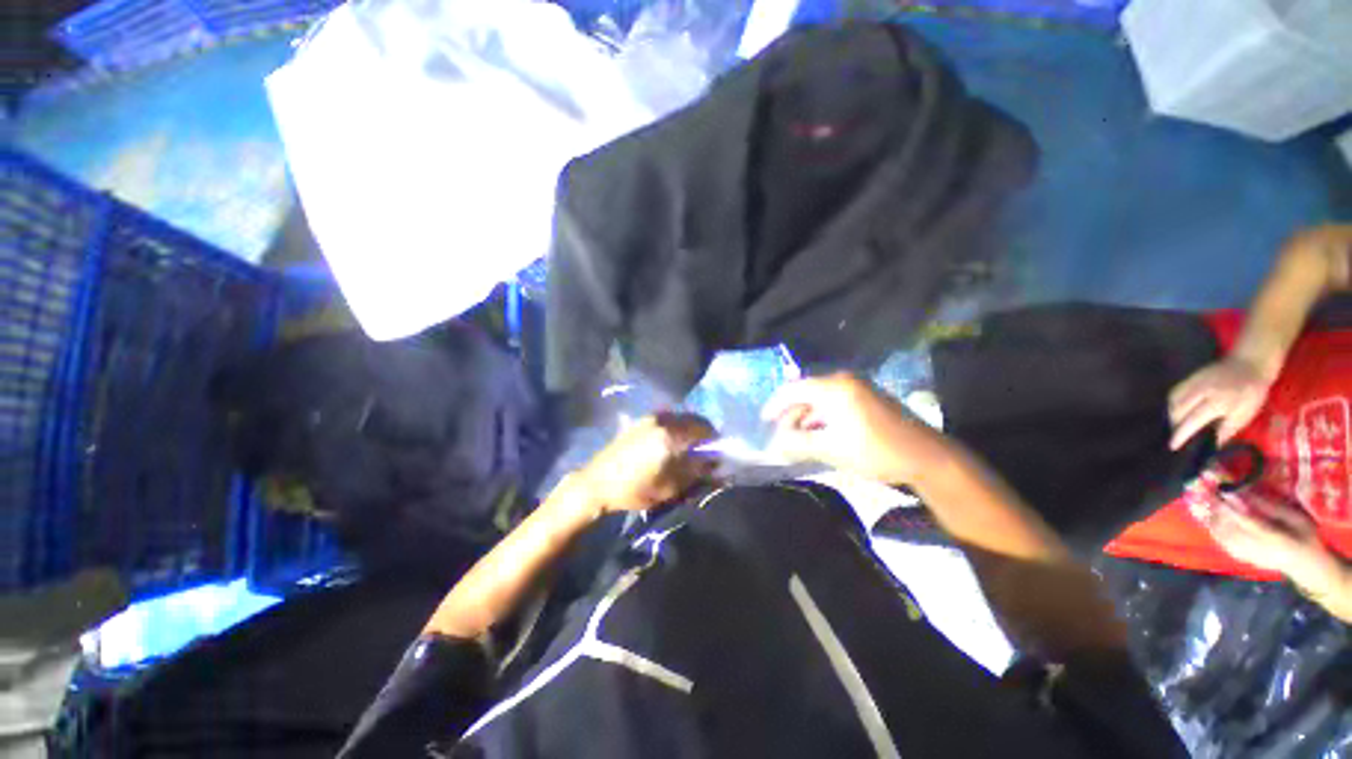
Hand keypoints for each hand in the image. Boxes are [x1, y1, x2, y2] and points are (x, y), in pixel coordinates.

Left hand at [577, 413, 716, 513]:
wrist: (597, 483)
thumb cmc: (635, 489)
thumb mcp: (671, 486)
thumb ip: (697, 471)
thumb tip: (716, 461)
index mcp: (671, 434)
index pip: (705, 429)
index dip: (716, 440)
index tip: (719, 454)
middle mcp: (663, 419)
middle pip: (694, 419)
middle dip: (704, 433)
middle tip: (706, 451)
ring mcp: (650, 418)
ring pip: (680, 418)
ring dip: (690, 429)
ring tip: (689, 448)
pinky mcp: (640, 421)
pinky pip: (668, 419)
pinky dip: (676, 427)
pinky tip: (671, 443)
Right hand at [762, 373, 943, 484]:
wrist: (927, 457)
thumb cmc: (876, 451)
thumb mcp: (831, 449)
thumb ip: (797, 444)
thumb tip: (773, 444)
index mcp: (835, 387)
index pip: (793, 389)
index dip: (775, 405)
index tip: (764, 421)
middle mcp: (844, 381)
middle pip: (806, 393)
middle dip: (790, 414)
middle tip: (781, 434)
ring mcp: (858, 388)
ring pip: (820, 399)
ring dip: (806, 417)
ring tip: (796, 438)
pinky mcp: (867, 398)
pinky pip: (835, 403)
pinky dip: (822, 417)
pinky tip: (818, 434)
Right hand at [1168, 357, 1272, 449]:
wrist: (1250, 364)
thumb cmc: (1251, 393)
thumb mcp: (1245, 415)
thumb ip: (1226, 430)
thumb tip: (1212, 446)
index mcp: (1217, 402)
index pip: (1193, 420)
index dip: (1181, 434)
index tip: (1173, 446)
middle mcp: (1200, 392)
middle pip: (1177, 410)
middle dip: (1174, 424)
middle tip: (1176, 435)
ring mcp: (1193, 382)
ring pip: (1172, 401)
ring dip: (1170, 414)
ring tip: (1175, 423)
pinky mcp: (1190, 377)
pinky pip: (1174, 392)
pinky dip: (1172, 403)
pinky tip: (1176, 409)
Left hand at [1197, 491, 1334, 584]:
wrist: (1304, 566)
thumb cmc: (1305, 538)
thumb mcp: (1297, 519)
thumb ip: (1273, 508)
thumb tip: (1249, 493)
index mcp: (1273, 540)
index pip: (1246, 521)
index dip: (1231, 505)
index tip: (1221, 488)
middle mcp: (1255, 549)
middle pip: (1228, 527)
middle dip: (1215, 507)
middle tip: (1205, 488)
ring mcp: (1246, 555)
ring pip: (1221, 534)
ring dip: (1210, 515)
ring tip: (1202, 497)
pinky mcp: (1240, 557)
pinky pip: (1221, 541)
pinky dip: (1212, 527)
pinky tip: (1206, 515)